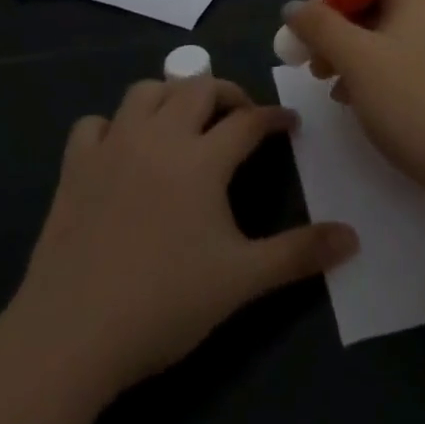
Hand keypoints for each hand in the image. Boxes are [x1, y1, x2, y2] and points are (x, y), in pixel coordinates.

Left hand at [10, 77, 357, 397]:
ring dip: (171, 95)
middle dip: (226, 93)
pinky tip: (123, 148)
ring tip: (185, 121)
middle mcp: (158, 138)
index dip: (274, 117)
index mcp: (201, 159)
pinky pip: (94, 124)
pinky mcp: (74, 168)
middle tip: (240, 117)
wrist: (71, 335)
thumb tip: (353, 237)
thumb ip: (299, 254)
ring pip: (145, 92)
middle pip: (197, 88)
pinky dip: (114, 125)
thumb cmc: (164, 304)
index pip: (248, 120)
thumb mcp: (241, 280)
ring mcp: (112, 148)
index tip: (289, 123)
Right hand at [284, 0, 424, 198]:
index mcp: (416, 0)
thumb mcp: (355, 59)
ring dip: (351, 54)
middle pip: (376, 7)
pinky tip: (356, 101)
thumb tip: (293, 6)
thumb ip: (320, 27)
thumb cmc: (409, 100)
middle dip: (338, 29)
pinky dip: (374, 75)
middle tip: (312, 59)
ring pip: (385, 39)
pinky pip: (400, 65)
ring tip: (328, 83)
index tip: (312, 22)